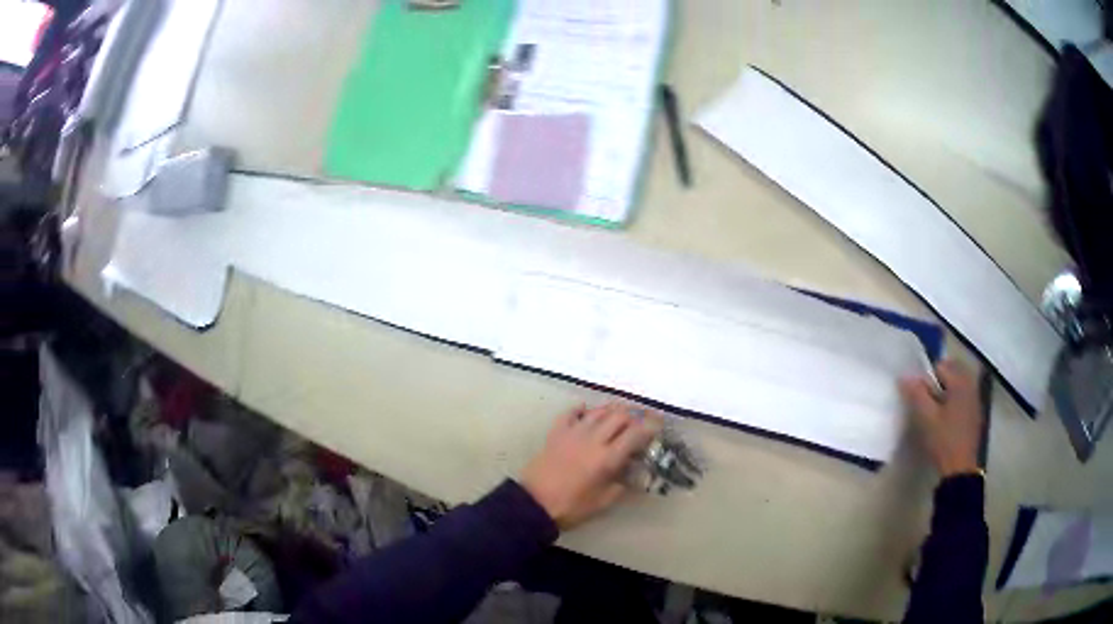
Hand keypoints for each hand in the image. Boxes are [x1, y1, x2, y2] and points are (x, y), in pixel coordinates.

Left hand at [521, 402, 661, 529]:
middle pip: (619, 416)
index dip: (650, 426)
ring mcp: (573, 433)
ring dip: (612, 409)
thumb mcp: (603, 501)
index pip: (635, 434)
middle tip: (642, 419)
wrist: (534, 503)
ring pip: (598, 411)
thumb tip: (633, 473)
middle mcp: (593, 439)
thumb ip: (622, 484)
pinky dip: (581, 409)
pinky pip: (570, 413)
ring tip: (621, 412)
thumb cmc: (571, 506)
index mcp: (607, 458)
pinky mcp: (556, 433)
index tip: (659, 422)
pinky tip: (586, 409)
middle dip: (634, 415)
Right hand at [899, 360, 983, 477]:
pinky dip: (953, 400)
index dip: (927, 378)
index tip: (920, 396)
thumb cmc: (943, 440)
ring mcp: (975, 399)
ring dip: (945, 391)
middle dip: (938, 382)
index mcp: (960, 382)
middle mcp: (970, 384)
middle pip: (951, 372)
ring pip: (957, 384)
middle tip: (927, 402)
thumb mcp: (926, 418)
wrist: (960, 469)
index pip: (940, 365)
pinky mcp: (975, 412)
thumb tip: (904, 376)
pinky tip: (946, 419)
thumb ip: (916, 394)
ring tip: (935, 411)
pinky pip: (962, 395)